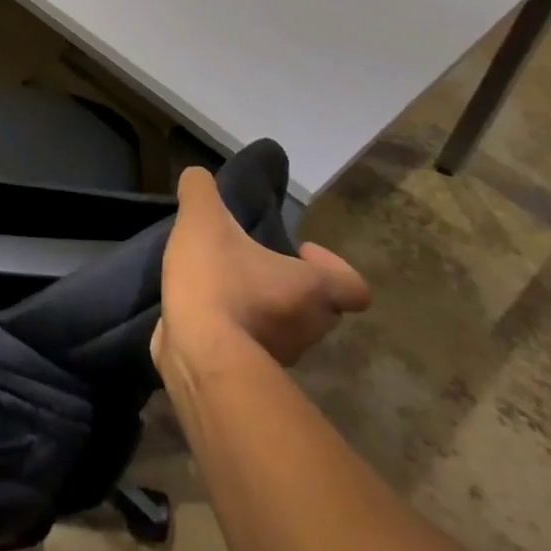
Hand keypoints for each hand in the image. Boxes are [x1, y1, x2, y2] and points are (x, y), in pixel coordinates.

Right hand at [153, 166, 370, 377]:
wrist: (198, 355)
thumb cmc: (217, 283)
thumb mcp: (203, 220)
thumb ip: (201, 191)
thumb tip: (197, 175)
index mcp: (312, 289)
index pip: (353, 286)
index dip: (333, 266)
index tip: (300, 249)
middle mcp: (308, 328)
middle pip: (317, 307)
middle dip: (289, 286)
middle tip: (253, 264)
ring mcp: (280, 358)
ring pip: (282, 330)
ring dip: (260, 310)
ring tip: (219, 285)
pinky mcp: (248, 375)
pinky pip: (248, 348)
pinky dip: (233, 333)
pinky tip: (201, 313)